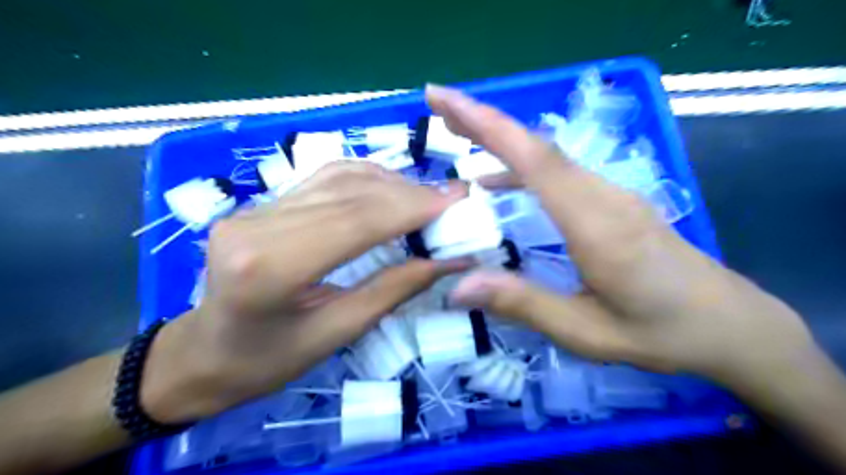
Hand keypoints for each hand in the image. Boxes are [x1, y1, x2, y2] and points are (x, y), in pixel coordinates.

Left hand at [139, 161, 469, 422]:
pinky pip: (323, 179)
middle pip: (349, 194)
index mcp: (272, 268)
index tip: (454, 202)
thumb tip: (447, 262)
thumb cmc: (267, 360)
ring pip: (338, 178)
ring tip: (426, 197)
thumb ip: (393, 290)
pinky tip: (390, 188)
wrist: (203, 353)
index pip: (356, 221)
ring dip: (390, 183)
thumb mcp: (336, 333)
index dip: (411, 207)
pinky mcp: (260, 204)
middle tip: (450, 198)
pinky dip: (365, 179)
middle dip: (408, 193)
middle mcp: (258, 225)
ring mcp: (255, 208)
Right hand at [427, 85, 816, 388]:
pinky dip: (521, 165)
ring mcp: (612, 194)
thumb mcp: (588, 333)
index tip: (445, 101)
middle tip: (437, 103)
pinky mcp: (612, 200)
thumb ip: (524, 305)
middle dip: (484, 120)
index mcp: (598, 227)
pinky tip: (496, 179)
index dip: (489, 127)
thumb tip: (457, 288)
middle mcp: (605, 197)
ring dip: (500, 137)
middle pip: (538, 146)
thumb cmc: (660, 333)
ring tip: (457, 131)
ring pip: (548, 154)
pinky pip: (559, 172)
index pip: (536, 162)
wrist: (730, 324)